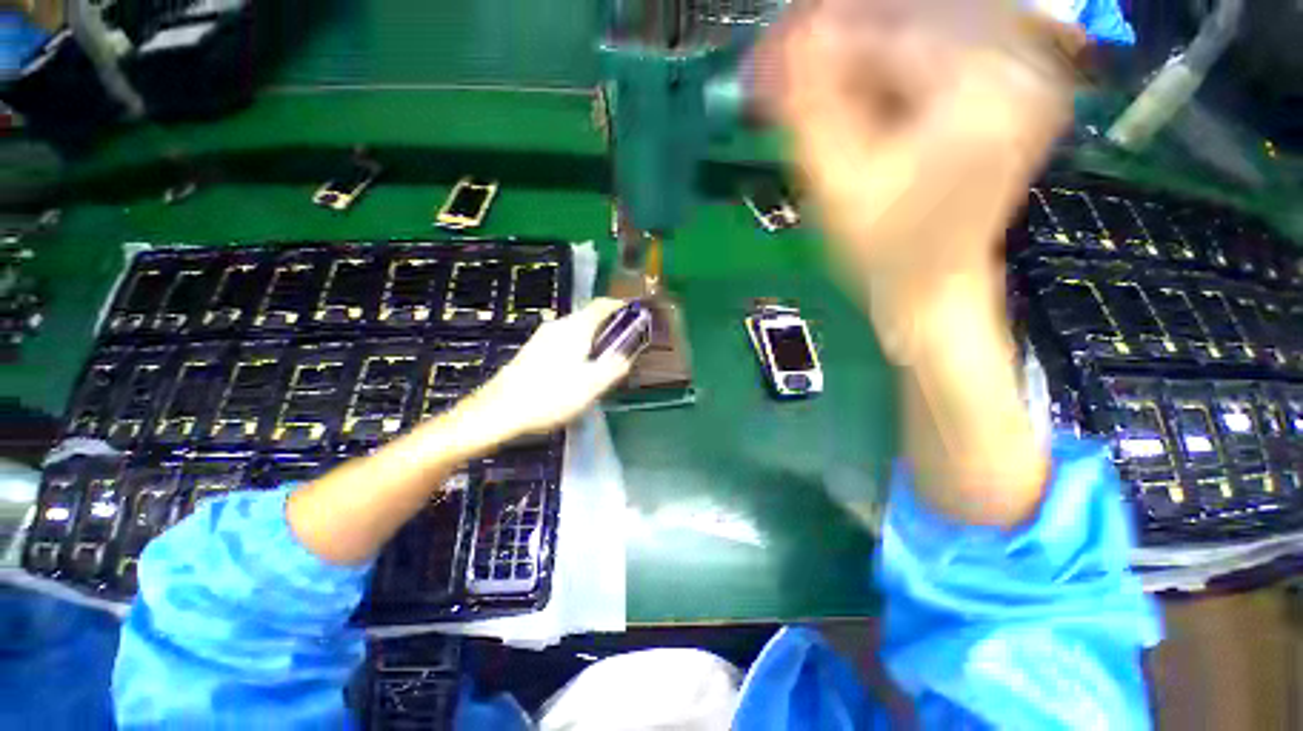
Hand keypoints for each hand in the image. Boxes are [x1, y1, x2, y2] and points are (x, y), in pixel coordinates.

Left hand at [457, 298, 632, 442]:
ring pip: (575, 330)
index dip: (620, 307)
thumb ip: (614, 367)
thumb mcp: (592, 386)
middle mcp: (558, 326)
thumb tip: (627, 355)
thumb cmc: (551, 396)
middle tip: (622, 345)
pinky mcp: (532, 350)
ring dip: (593, 338)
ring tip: (602, 361)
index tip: (634, 315)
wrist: (499, 411)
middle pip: (589, 317)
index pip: (602, 305)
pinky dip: (578, 347)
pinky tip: (577, 370)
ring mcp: (542, 337)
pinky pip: (563, 340)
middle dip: (609, 327)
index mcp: (576, 328)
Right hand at [759, 0, 1071, 359]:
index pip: (888, 30)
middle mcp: (1018, 64)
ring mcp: (1019, 75)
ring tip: (812, 91)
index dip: (819, 38)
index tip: (769, 53)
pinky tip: (852, 97)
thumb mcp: (837, 182)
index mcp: (984, 86)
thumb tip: (790, 39)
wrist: (931, 289)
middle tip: (785, 70)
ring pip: (920, 35)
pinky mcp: (1006, 91)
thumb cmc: (883, 251)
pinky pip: (937, 57)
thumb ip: (811, 106)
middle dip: (838, 44)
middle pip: (909, 22)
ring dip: (858, 56)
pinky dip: (887, 70)